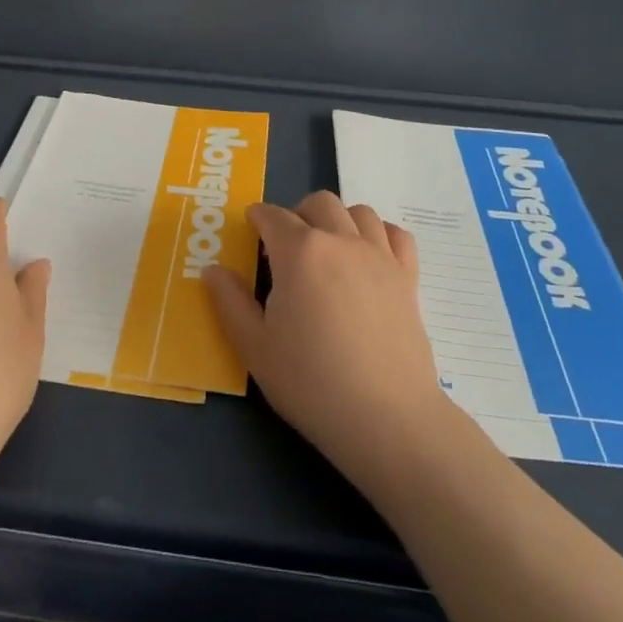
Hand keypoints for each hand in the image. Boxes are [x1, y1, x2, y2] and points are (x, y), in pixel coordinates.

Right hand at [204, 191, 449, 490]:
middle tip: (286, 246)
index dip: (257, 218)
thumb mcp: (254, 347)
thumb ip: (230, 302)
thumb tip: (213, 269)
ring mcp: (380, 256)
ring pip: (359, 212)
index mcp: (299, 251)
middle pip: (318, 203)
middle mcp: (340, 240)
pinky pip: (396, 234)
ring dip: (338, 220)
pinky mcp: (408, 277)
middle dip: (297, 214)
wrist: (386, 418)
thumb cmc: (311, 382)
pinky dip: (380, 234)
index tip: (251, 231)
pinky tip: (369, 256)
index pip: (272, 215)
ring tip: (328, 249)